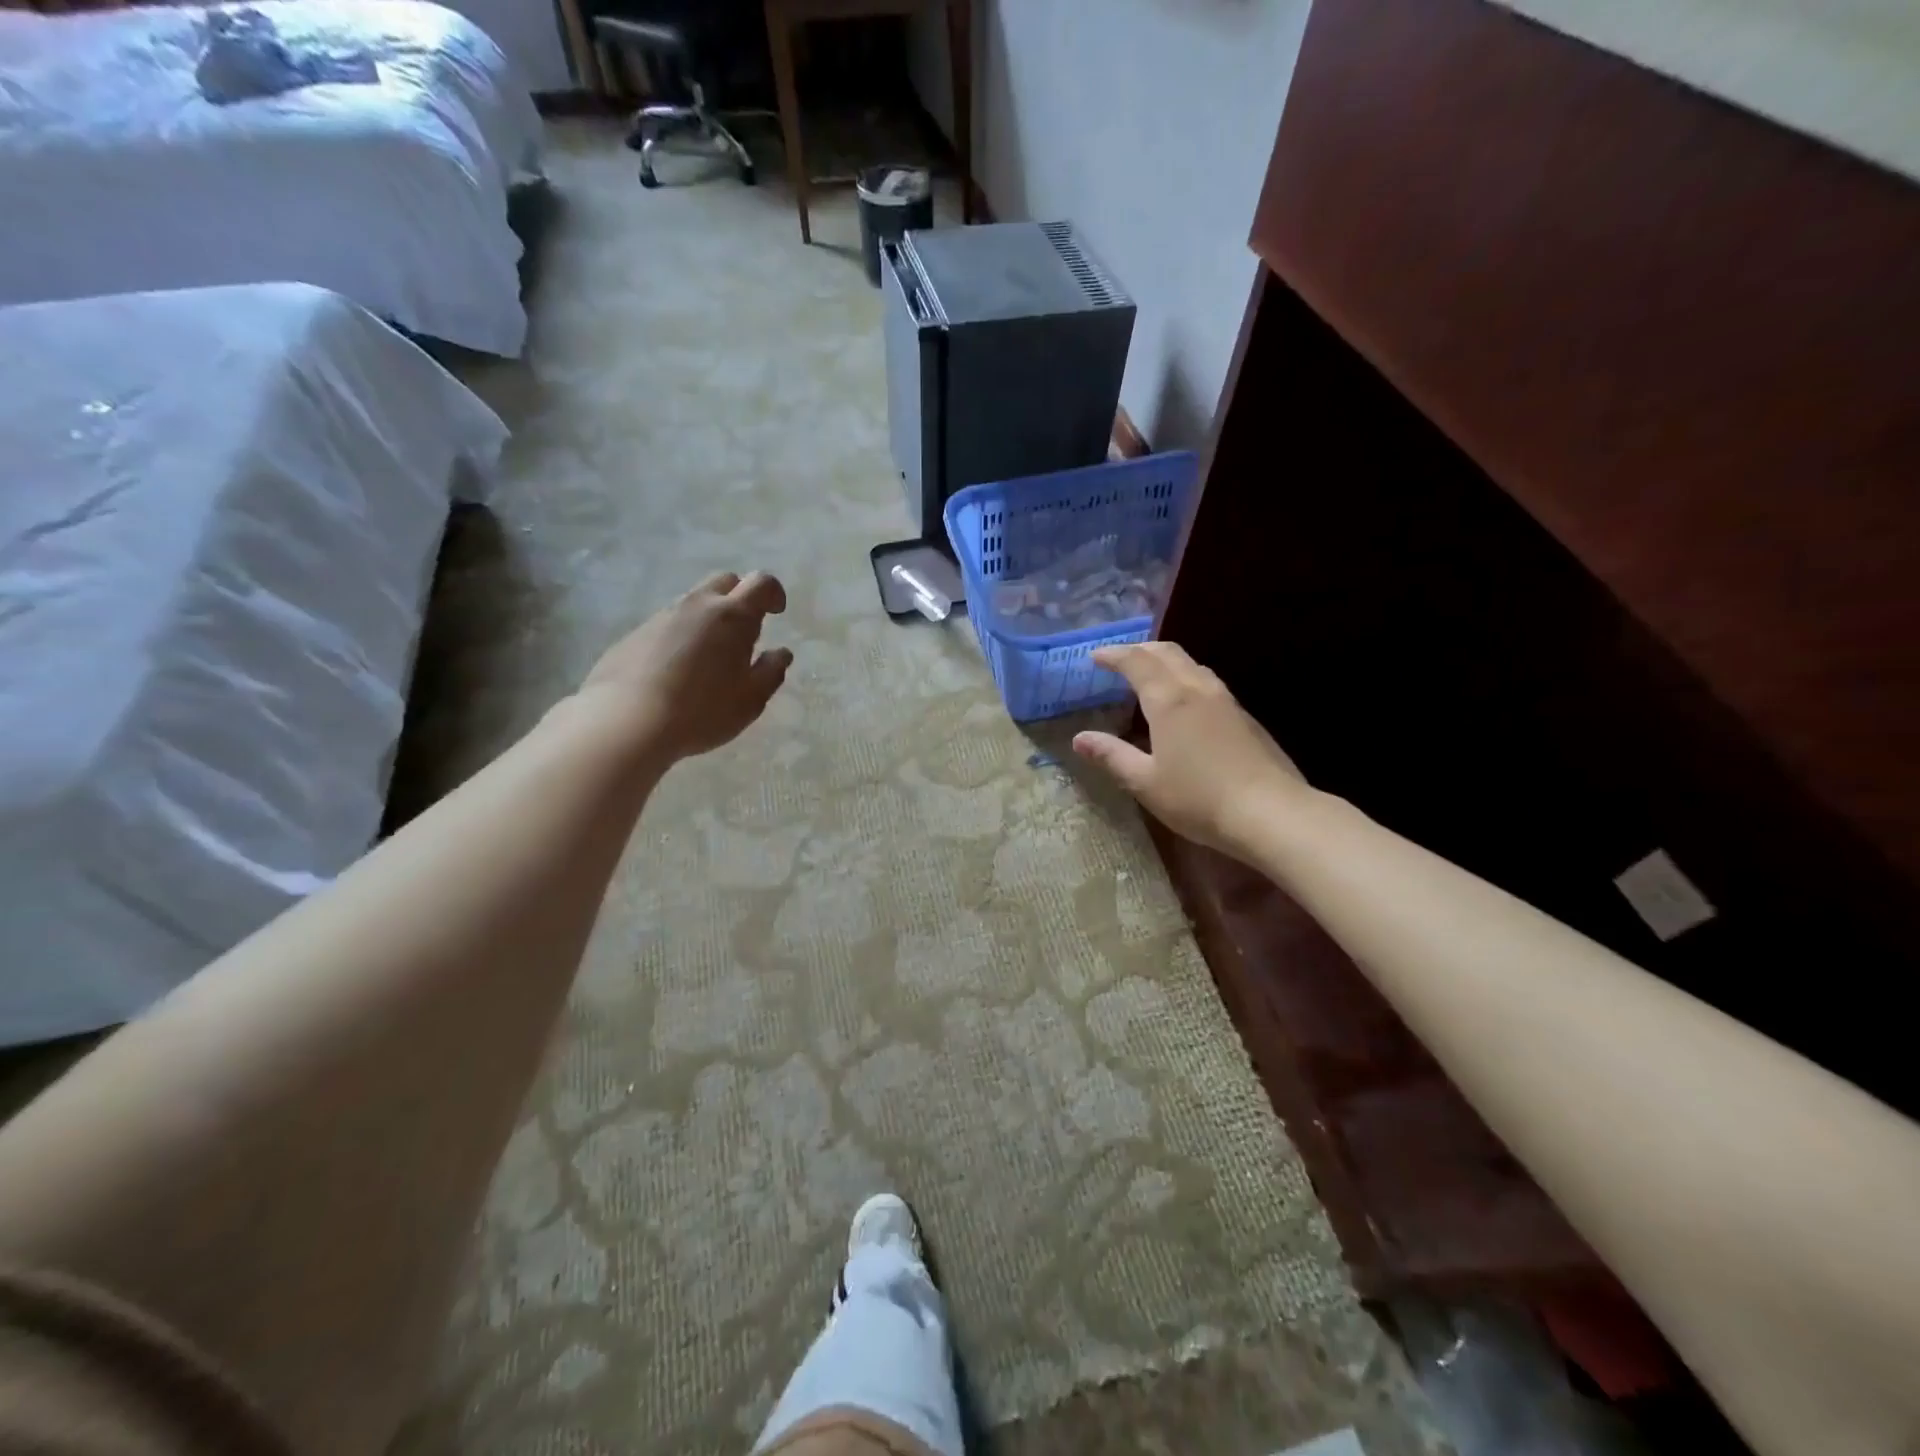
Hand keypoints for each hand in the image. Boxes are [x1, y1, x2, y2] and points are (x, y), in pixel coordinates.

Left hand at [576, 571, 791, 764]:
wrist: (627, 721)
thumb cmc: (703, 710)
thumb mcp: (751, 700)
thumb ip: (771, 672)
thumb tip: (781, 653)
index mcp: (733, 616)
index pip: (761, 583)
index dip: (774, 593)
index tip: (777, 613)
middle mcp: (697, 605)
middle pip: (724, 581)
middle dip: (740, 596)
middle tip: (745, 631)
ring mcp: (662, 617)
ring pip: (693, 602)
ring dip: (709, 618)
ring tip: (710, 657)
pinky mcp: (635, 634)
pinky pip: (668, 624)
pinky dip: (681, 635)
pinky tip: (678, 671)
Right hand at [1072, 641, 1308, 859]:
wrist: (1272, 812)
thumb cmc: (1199, 798)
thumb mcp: (1145, 782)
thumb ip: (1112, 756)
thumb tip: (1080, 739)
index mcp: (1169, 701)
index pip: (1137, 661)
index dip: (1114, 655)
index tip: (1095, 657)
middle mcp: (1198, 690)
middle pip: (1168, 653)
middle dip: (1140, 650)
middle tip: (1120, 659)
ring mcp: (1226, 702)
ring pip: (1192, 665)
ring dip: (1166, 662)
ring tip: (1150, 676)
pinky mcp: (1245, 718)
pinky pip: (1208, 683)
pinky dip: (1186, 679)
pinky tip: (1184, 704)